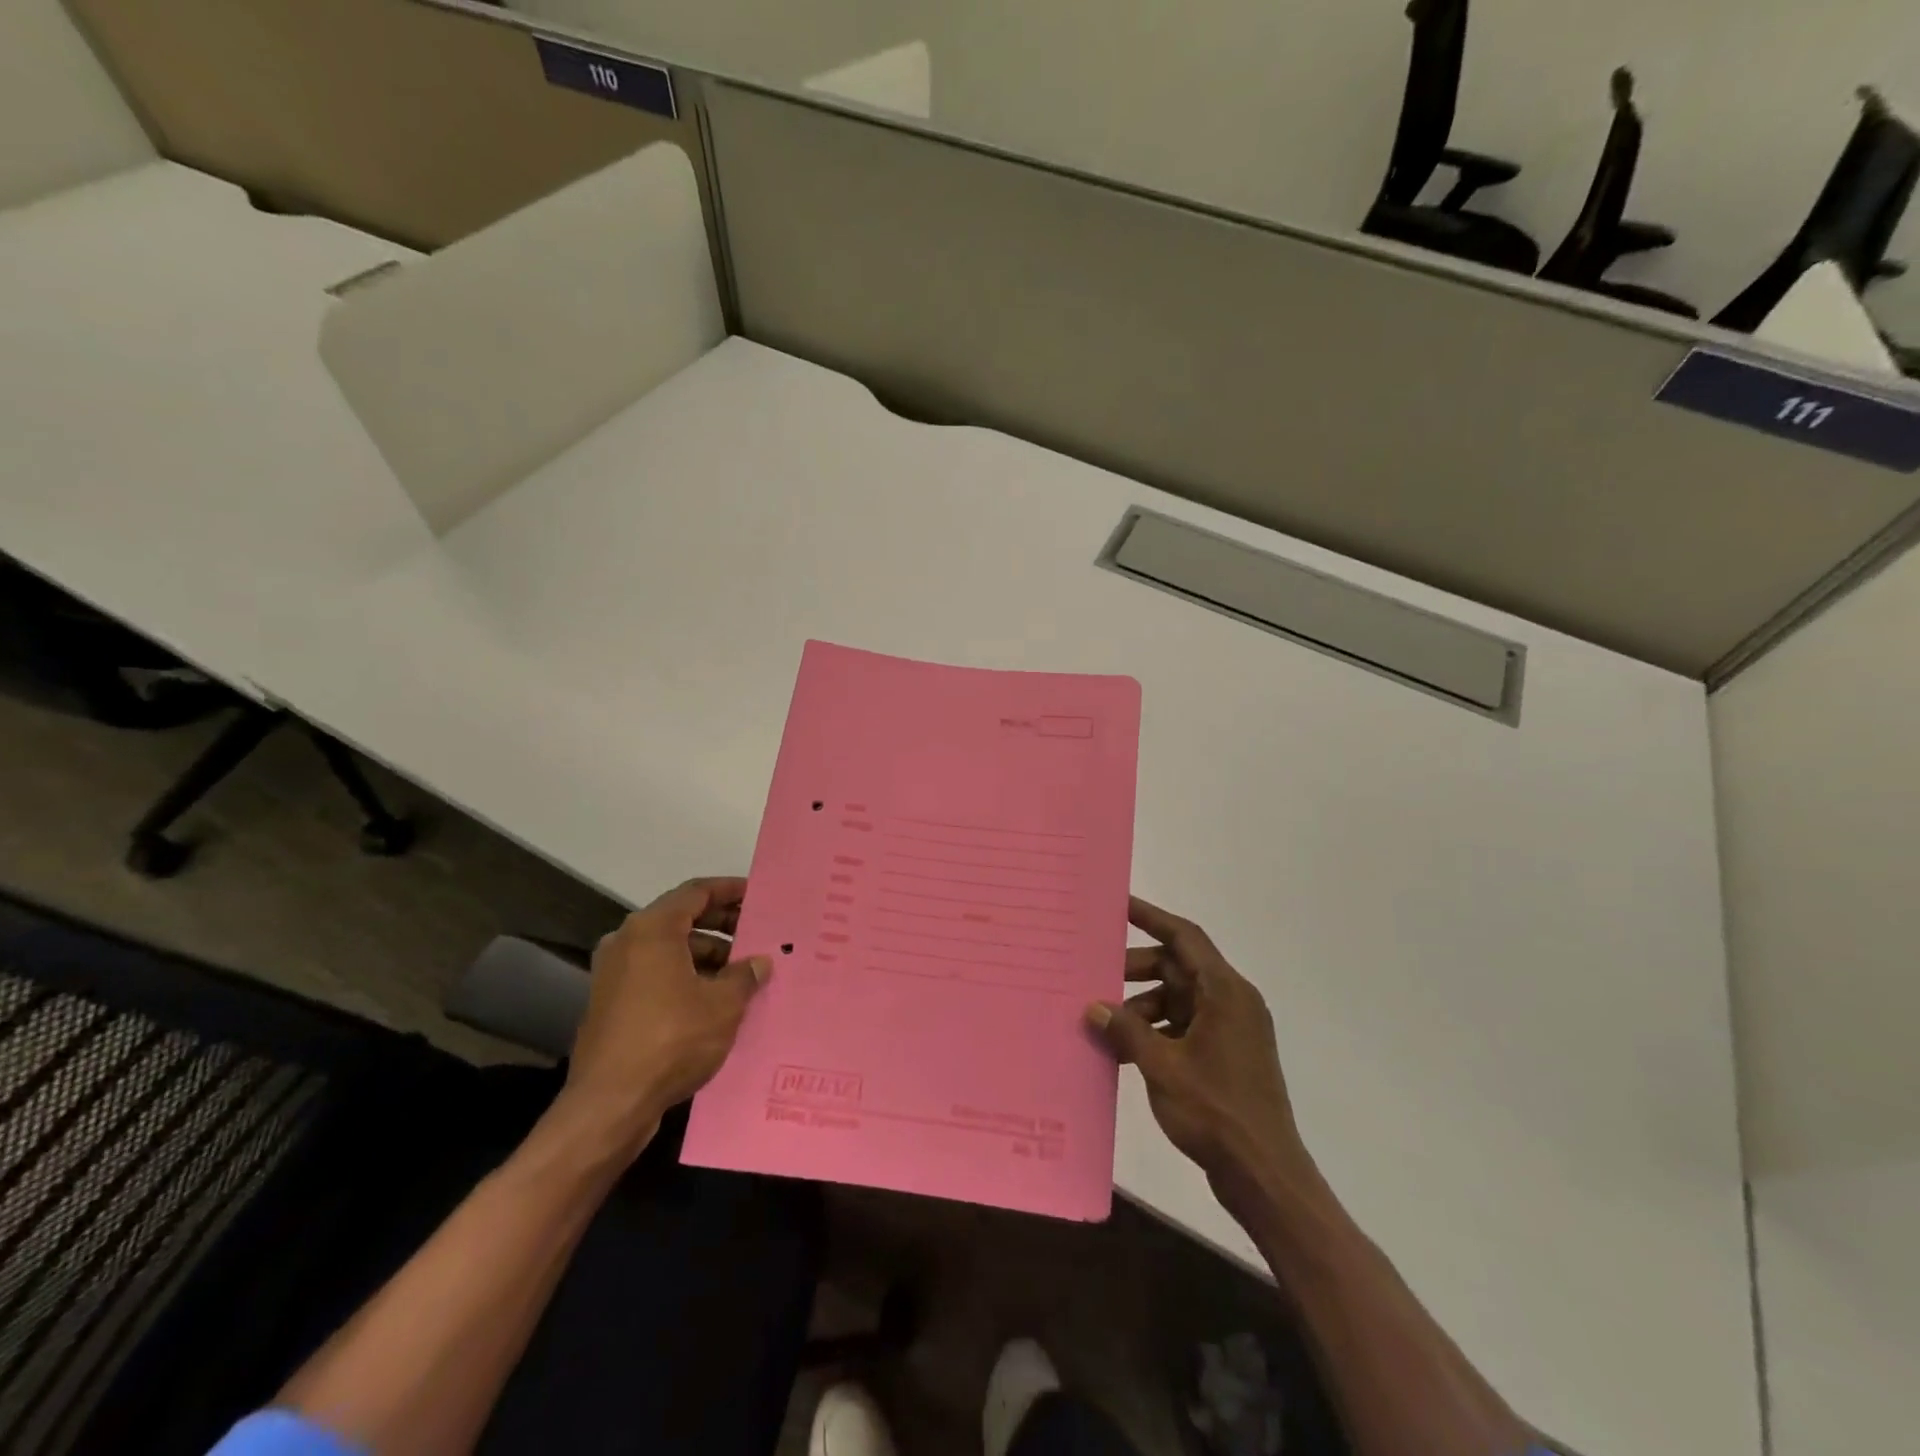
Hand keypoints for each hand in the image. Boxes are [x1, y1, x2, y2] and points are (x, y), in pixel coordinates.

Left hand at [561, 877, 770, 1144]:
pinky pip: (656, 975)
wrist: (610, 1104)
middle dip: (722, 925)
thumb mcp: (723, 1005)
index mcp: (652, 929)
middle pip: (682, 919)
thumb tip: (759, 963)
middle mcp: (627, 942)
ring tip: (743, 972)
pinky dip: (686, 977)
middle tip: (757, 934)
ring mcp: (614, 974)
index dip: (730, 890)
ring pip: (669, 950)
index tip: (757, 895)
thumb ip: (745, 976)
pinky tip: (715, 999)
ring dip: (707, 955)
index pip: (696, 892)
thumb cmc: (672, 1039)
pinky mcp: (611, 1004)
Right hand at [1087, 896, 1307, 1182]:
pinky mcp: (1227, 1055)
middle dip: (1136, 971)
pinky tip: (1125, 1052)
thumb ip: (1126, 1031)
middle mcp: (1232, 1002)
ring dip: (1142, 1008)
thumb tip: (1093, 1007)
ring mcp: (1232, 1030)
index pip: (1185, 937)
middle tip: (1097, 978)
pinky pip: (1185, 1026)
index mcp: (1225, 992)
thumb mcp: (1162, 1067)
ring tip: (1106, 1025)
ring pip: (1178, 999)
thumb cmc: (1216, 1111)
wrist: (1265, 1176)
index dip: (1151, 917)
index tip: (1119, 904)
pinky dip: (1156, 1031)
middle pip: (1178, 967)